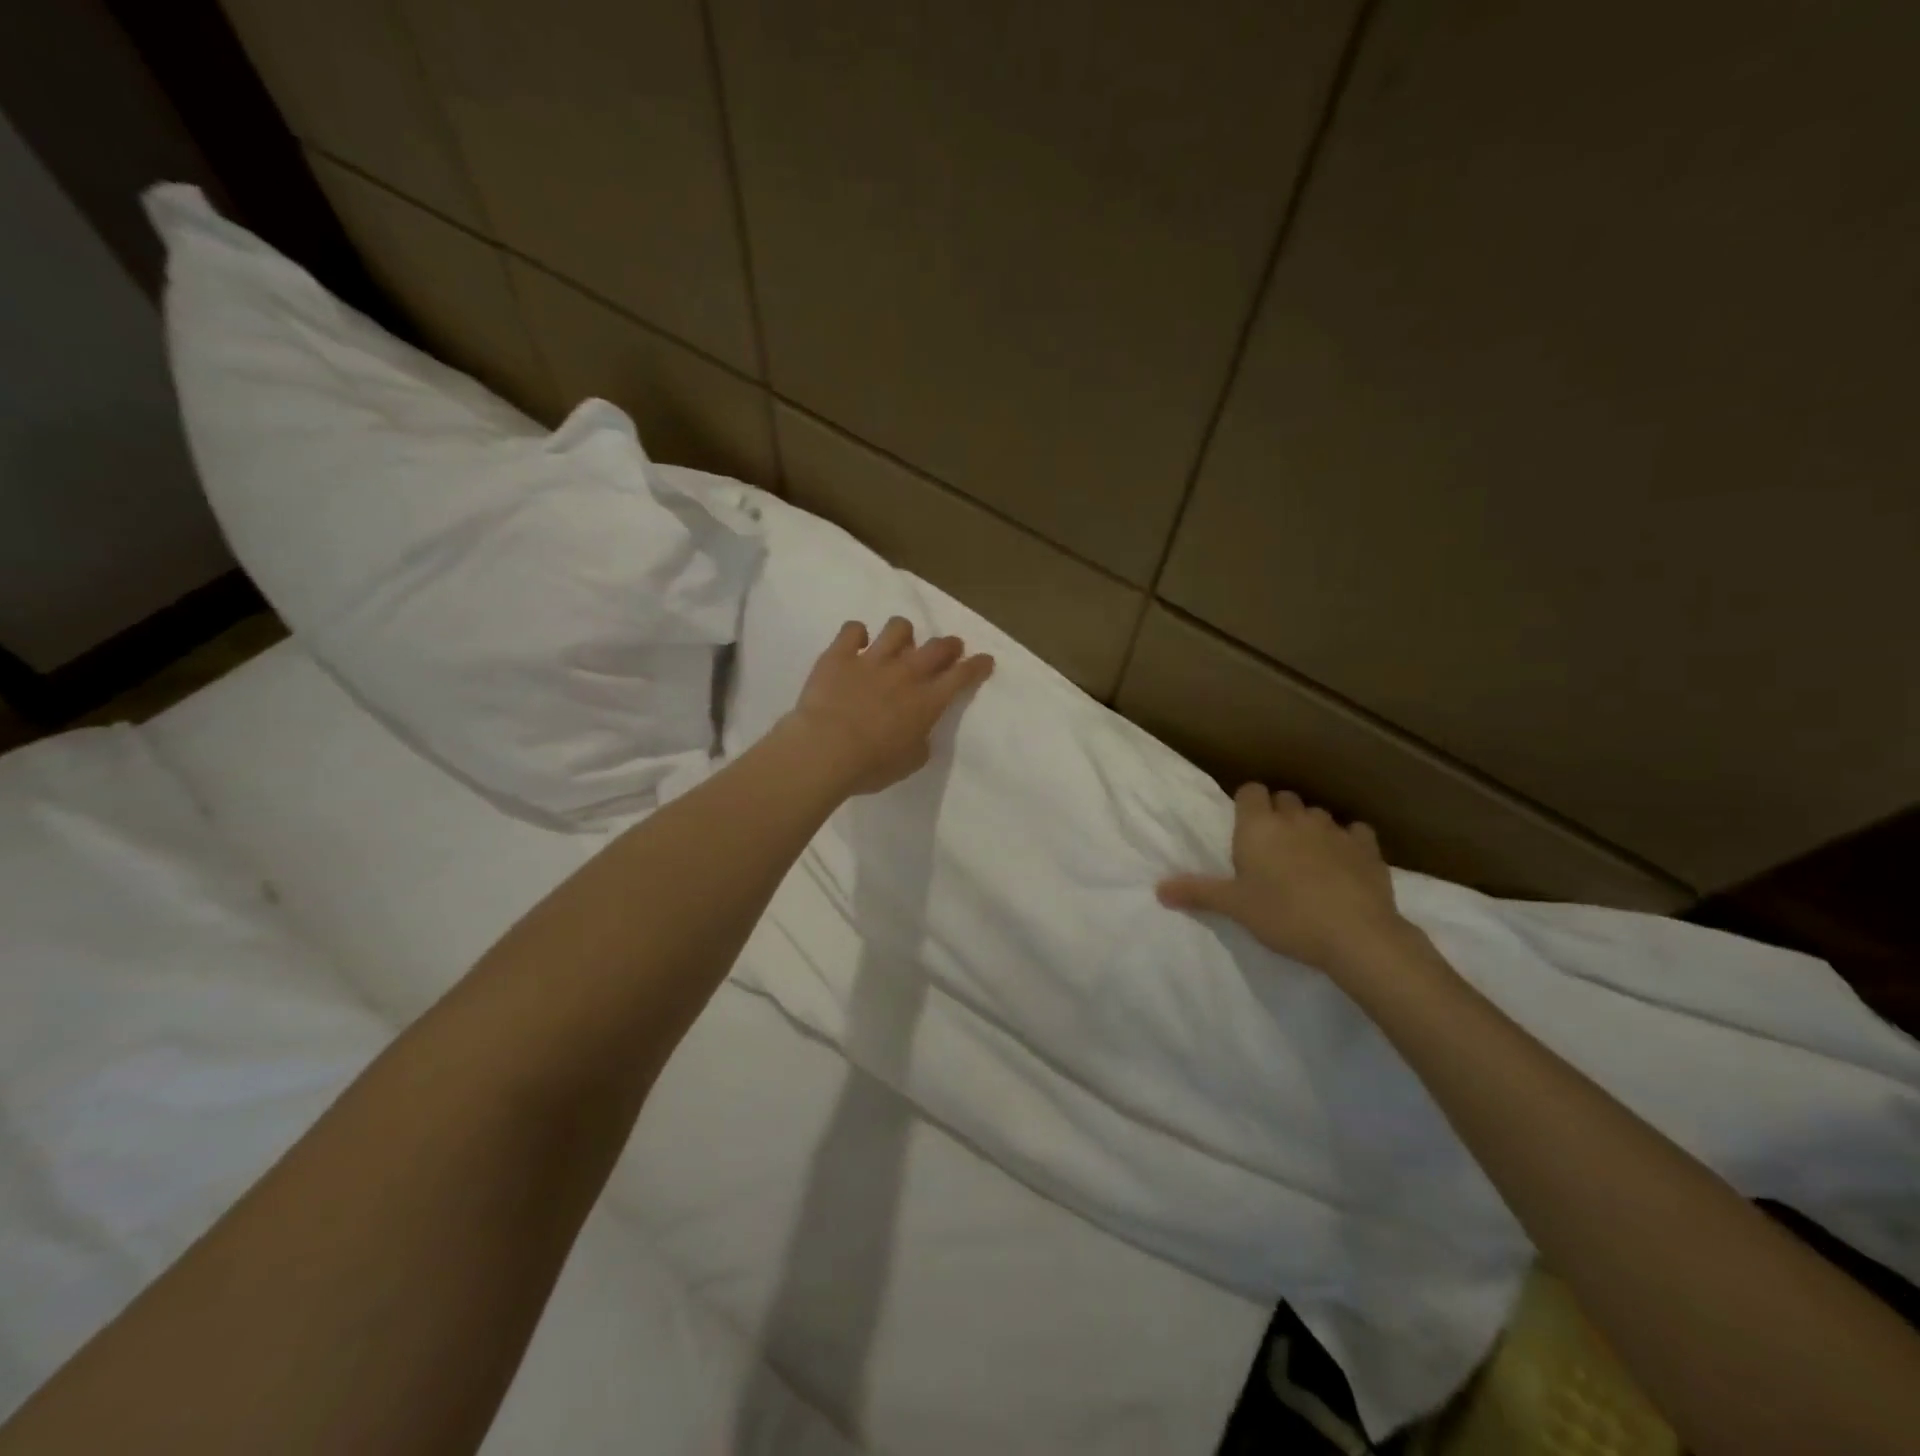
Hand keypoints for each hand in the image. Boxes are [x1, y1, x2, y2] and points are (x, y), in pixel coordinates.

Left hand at [781, 616, 993, 795]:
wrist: (824, 751)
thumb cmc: (871, 766)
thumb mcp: (910, 762)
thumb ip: (920, 741)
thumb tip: (918, 731)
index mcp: (927, 701)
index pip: (962, 676)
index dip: (977, 666)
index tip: (985, 660)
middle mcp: (905, 673)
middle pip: (937, 647)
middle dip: (949, 645)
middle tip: (949, 649)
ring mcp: (872, 660)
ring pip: (898, 628)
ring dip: (904, 634)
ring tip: (899, 643)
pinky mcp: (840, 655)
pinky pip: (853, 629)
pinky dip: (857, 634)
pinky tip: (856, 644)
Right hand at [1157, 785, 1410, 976]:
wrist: (1354, 934)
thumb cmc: (1284, 915)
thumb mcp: (1235, 907)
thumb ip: (1197, 893)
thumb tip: (1158, 889)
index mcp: (1258, 827)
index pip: (1250, 791)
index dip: (1247, 804)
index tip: (1244, 827)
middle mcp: (1295, 819)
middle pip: (1284, 799)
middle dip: (1278, 814)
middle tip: (1271, 847)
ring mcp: (1334, 830)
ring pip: (1317, 814)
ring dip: (1310, 827)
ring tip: (1306, 857)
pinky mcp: (1368, 848)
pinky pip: (1355, 831)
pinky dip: (1349, 840)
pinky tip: (1345, 861)